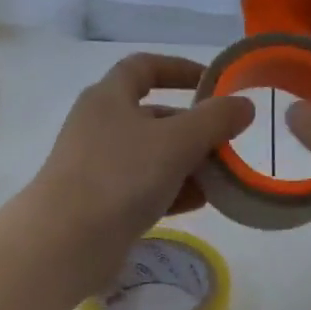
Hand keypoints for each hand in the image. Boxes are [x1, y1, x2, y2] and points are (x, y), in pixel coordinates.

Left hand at [26, 53, 254, 291]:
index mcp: (109, 98)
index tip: (213, 83)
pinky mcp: (101, 203)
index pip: (144, 67)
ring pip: (152, 156)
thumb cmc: (120, 177)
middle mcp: (100, 126)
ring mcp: (98, 166)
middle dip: (193, 128)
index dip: (179, 69)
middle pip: (154, 116)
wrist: (66, 242)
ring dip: (187, 163)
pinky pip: (144, 188)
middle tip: (227, 143)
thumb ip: (214, 120)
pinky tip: (199, 202)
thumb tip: (244, 105)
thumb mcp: (176, 142)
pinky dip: (172, 190)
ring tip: (221, 178)